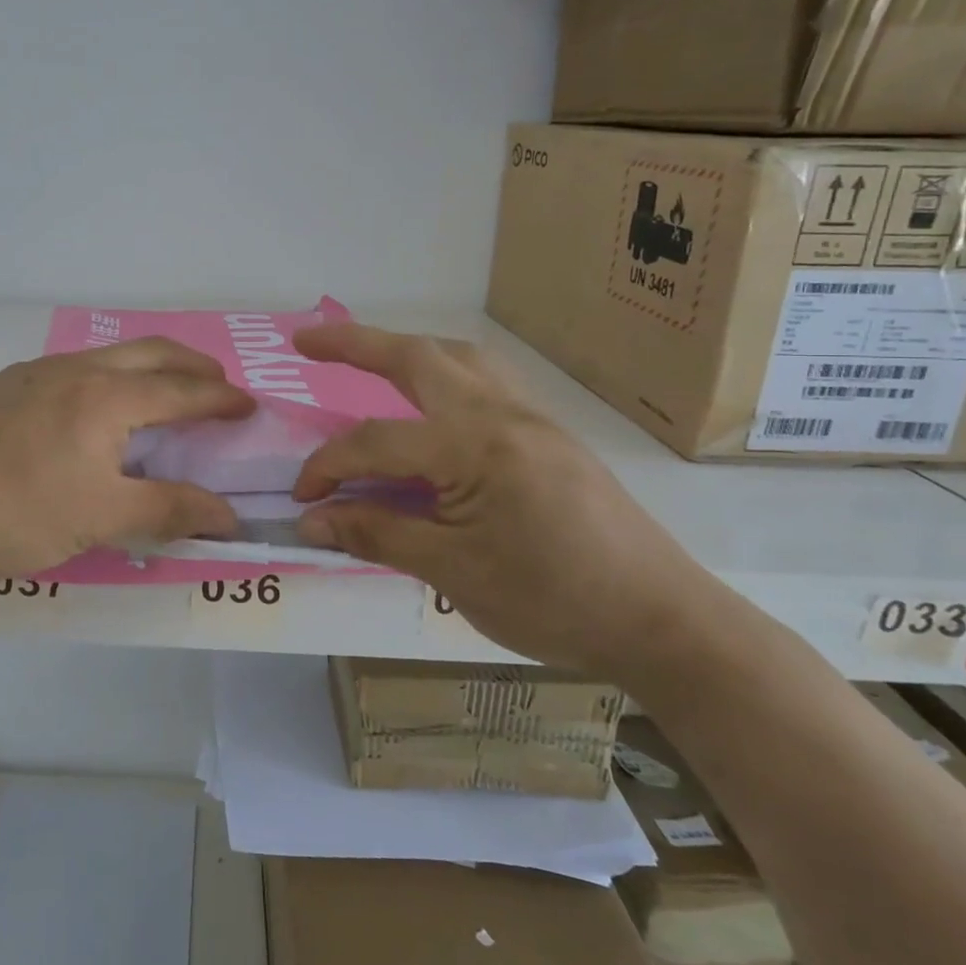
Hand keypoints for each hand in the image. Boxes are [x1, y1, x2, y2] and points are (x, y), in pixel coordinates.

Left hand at [0, 338, 256, 586]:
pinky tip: (95, 406)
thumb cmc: (14, 512)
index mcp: (106, 396)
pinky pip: (76, 368)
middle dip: (192, 365)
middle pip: (151, 353)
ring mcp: (35, 372)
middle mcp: (76, 369)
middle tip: (217, 385)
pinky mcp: (5, 386)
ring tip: (163, 391)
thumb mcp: (100, 518)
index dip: (220, 399)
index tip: (248, 406)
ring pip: (109, 356)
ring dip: (149, 366)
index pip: (181, 390)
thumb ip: (168, 510)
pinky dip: (109, 377)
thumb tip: (229, 515)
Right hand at [291, 324, 731, 681]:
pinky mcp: (550, 435)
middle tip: (306, 341)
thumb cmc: (554, 601)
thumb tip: (311, 519)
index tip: (301, 500)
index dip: (327, 467)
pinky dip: (443, 375)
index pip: (376, 441)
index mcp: (476, 445)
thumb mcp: (453, 573)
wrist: (665, 623)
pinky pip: (485, 382)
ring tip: (368, 360)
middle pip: (417, 358)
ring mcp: (532, 419)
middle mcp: (503, 414)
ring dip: (406, 351)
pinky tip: (432, 406)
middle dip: (355, 342)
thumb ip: (376, 534)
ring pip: (458, 359)